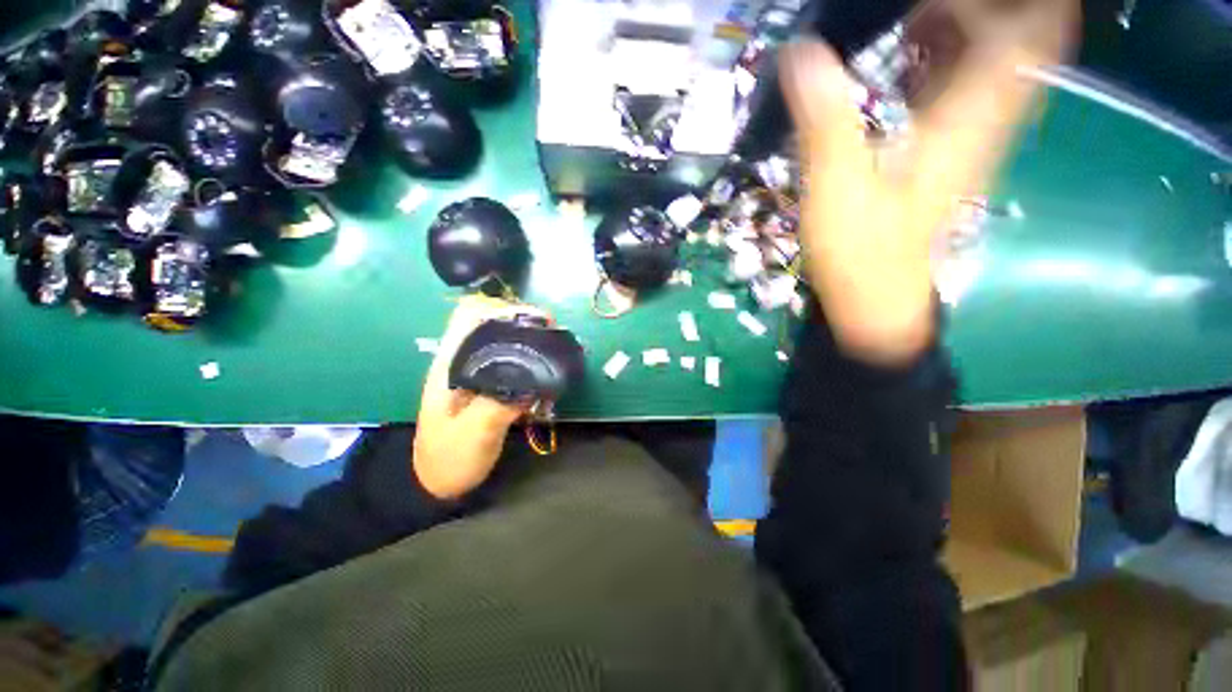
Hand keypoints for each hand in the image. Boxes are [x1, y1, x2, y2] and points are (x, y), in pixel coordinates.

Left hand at [413, 296, 533, 498]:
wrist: (437, 484)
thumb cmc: (450, 458)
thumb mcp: (474, 432)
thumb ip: (501, 401)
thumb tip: (535, 377)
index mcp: (451, 363)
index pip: (470, 315)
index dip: (502, 309)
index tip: (533, 322)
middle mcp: (463, 361)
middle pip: (492, 323)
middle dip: (524, 324)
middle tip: (552, 337)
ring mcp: (475, 373)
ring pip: (504, 342)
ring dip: (529, 342)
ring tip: (553, 354)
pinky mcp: (487, 386)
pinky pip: (511, 363)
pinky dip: (530, 363)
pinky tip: (545, 377)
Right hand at [780, 0, 1074, 364]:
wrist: (875, 299)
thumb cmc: (861, 253)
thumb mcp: (837, 190)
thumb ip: (825, 121)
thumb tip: (801, 52)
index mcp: (972, 117)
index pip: (1029, 28)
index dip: (1000, 1)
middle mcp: (984, 115)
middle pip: (1019, 32)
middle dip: (976, 6)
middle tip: (916, 7)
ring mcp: (968, 132)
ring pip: (991, 53)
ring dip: (959, 20)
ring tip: (906, 14)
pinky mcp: (946, 146)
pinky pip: (962, 81)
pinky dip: (942, 52)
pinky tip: (904, 47)